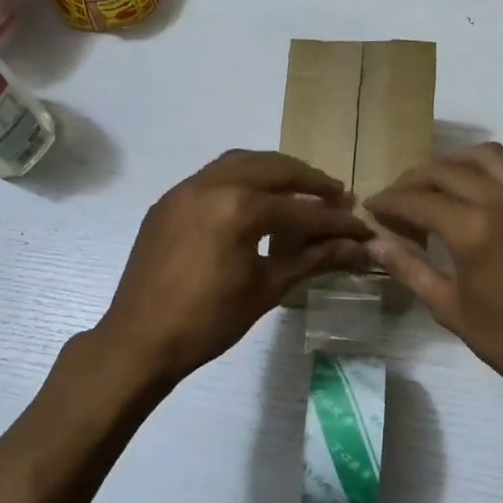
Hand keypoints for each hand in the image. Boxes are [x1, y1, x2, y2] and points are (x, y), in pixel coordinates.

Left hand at [96, 150, 371, 382]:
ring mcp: (184, 189)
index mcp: (237, 208)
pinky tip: (256, 201)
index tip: (362, 229)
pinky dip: (243, 179)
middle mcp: (211, 184)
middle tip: (337, 196)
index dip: (337, 222)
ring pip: (240, 163)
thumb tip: (356, 248)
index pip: (301, 210)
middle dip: (309, 181)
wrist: (140, 339)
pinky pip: (213, 176)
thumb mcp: (266, 289)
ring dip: (275, 172)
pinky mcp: (168, 201)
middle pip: (273, 169)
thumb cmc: (208, 321)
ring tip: (300, 190)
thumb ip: (312, 259)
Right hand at [365, 143, 502, 414]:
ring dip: (451, 164)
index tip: (371, 207)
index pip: (419, 199)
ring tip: (433, 187)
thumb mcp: (451, 308)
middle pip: (447, 170)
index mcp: (473, 230)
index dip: (389, 201)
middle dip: (414, 179)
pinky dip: (481, 174)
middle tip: (396, 199)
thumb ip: (410, 269)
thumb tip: (374, 243)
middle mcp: (502, 202)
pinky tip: (470, 202)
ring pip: (484, 158)